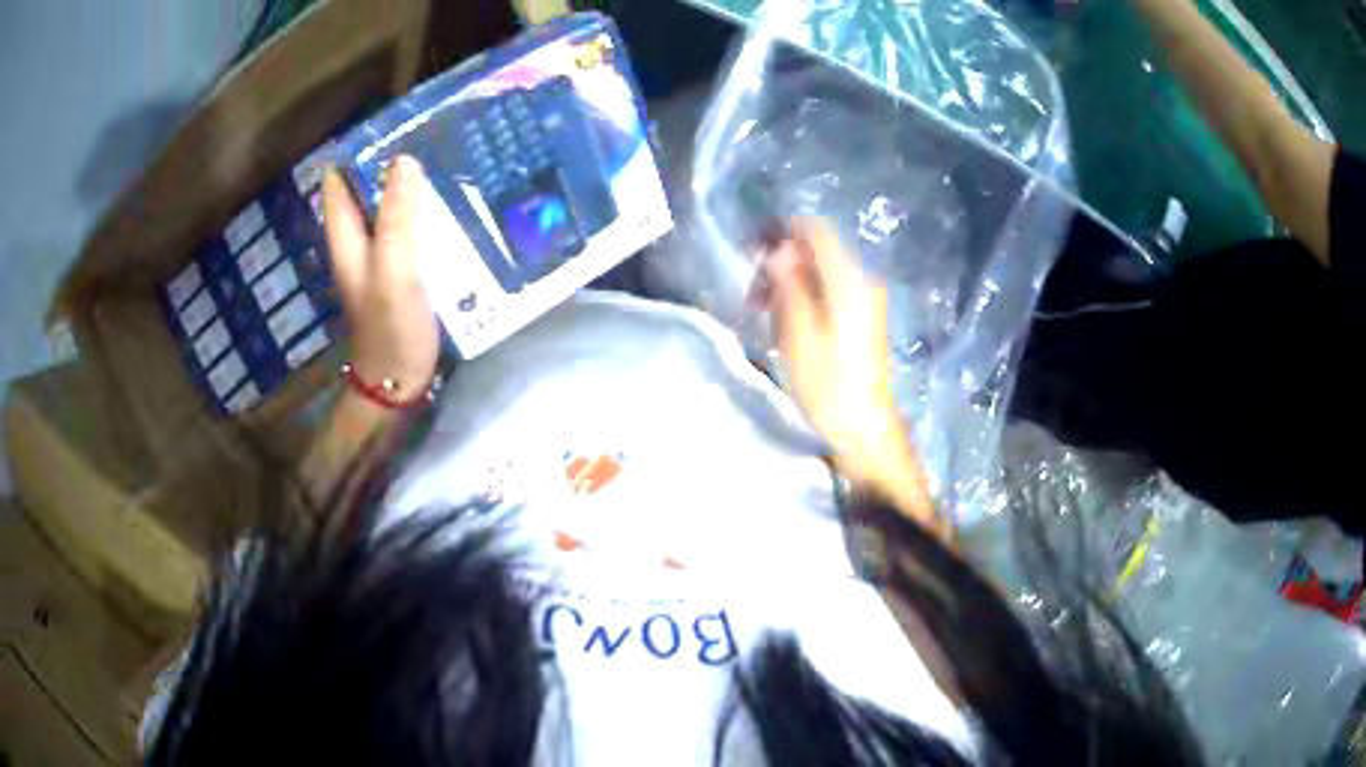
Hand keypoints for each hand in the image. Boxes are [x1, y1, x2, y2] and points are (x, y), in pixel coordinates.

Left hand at [322, 155, 439, 401]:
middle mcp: (359, 237)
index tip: (395, 123)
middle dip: (393, 160)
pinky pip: (412, 226)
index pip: (340, 178)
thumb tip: (403, 160)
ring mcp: (381, 253)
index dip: (359, 149)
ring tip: (452, 157)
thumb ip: (396, 220)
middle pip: (368, 186)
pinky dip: (428, 210)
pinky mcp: (403, 267)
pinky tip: (457, 201)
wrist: (400, 382)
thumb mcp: (393, 273)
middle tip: (434, 134)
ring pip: (392, 204)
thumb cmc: (390, 330)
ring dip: (414, 184)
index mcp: (346, 234)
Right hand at [764, 219, 943, 534]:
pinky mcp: (863, 318)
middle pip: (817, 249)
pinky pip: (829, 290)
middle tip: (752, 294)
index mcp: (848, 280)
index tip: (751, 253)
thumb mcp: (797, 333)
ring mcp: (866, 299)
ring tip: (763, 312)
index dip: (780, 231)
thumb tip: (778, 249)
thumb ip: (788, 283)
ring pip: (821, 271)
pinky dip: (804, 297)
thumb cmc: (827, 384)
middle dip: (781, 261)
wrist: (863, 428)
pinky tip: (786, 323)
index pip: (815, 230)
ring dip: (789, 282)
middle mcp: (862, 281)